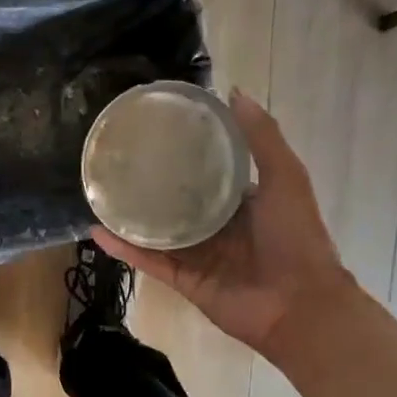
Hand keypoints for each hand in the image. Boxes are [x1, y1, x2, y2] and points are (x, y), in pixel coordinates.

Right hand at [94, 91, 350, 356]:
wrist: (298, 305)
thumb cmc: (296, 237)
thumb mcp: (285, 177)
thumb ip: (261, 138)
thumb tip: (232, 92)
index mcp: (243, 201)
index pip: (209, 171)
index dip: (187, 152)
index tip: (157, 130)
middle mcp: (218, 226)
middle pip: (177, 201)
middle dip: (152, 183)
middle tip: (118, 158)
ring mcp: (198, 255)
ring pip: (157, 232)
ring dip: (130, 216)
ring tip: (98, 192)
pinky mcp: (183, 280)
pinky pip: (149, 261)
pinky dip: (124, 248)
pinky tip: (97, 230)